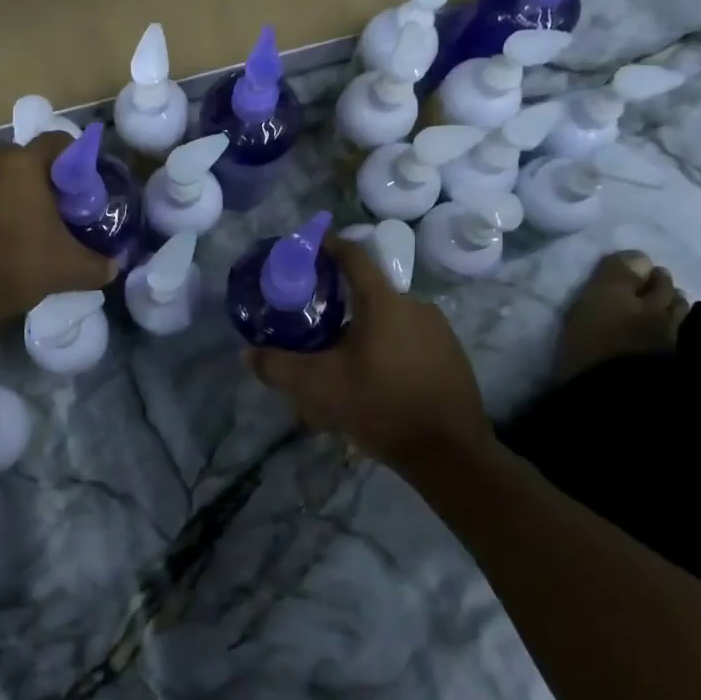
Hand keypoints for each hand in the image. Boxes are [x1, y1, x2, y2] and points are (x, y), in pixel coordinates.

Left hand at [0, 133, 114, 320]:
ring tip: (25, 228)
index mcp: (23, 162)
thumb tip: (114, 266)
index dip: (76, 160)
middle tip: (58, 210)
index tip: (83, 187)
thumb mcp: (68, 268)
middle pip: (25, 160)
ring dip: (12, 195)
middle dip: (43, 180)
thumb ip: (97, 264)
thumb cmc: (16, 264)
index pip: (59, 141)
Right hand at [247, 235, 490, 469]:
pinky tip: (375, 384)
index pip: (352, 256)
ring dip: (363, 336)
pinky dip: (387, 352)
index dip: (328, 245)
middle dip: (339, 307)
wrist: (451, 454)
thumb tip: (248, 355)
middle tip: (314, 328)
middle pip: (367, 294)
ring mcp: (438, 330)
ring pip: (388, 322)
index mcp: (383, 302)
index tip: (308, 245)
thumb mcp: (320, 388)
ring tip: (342, 367)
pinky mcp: (451, 355)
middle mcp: (414, 305)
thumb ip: (279, 367)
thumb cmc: (382, 407)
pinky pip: (408, 342)